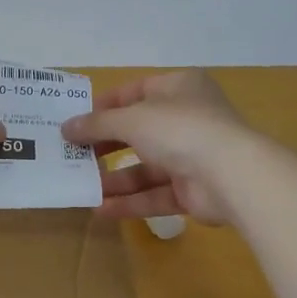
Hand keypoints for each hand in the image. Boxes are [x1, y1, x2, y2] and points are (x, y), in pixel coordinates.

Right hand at [62, 71, 255, 224]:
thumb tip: (66, 127)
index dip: (103, 106)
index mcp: (178, 88)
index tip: (74, 122)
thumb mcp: (131, 120)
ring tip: (82, 186)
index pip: (134, 92)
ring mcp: (192, 156)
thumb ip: (96, 124)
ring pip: (145, 167)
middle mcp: (187, 118)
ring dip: (114, 178)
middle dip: (104, 146)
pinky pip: (155, 194)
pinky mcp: (193, 190)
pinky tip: (101, 209)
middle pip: (137, 132)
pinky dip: (130, 201)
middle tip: (73, 156)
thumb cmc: (178, 129)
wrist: (230, 175)